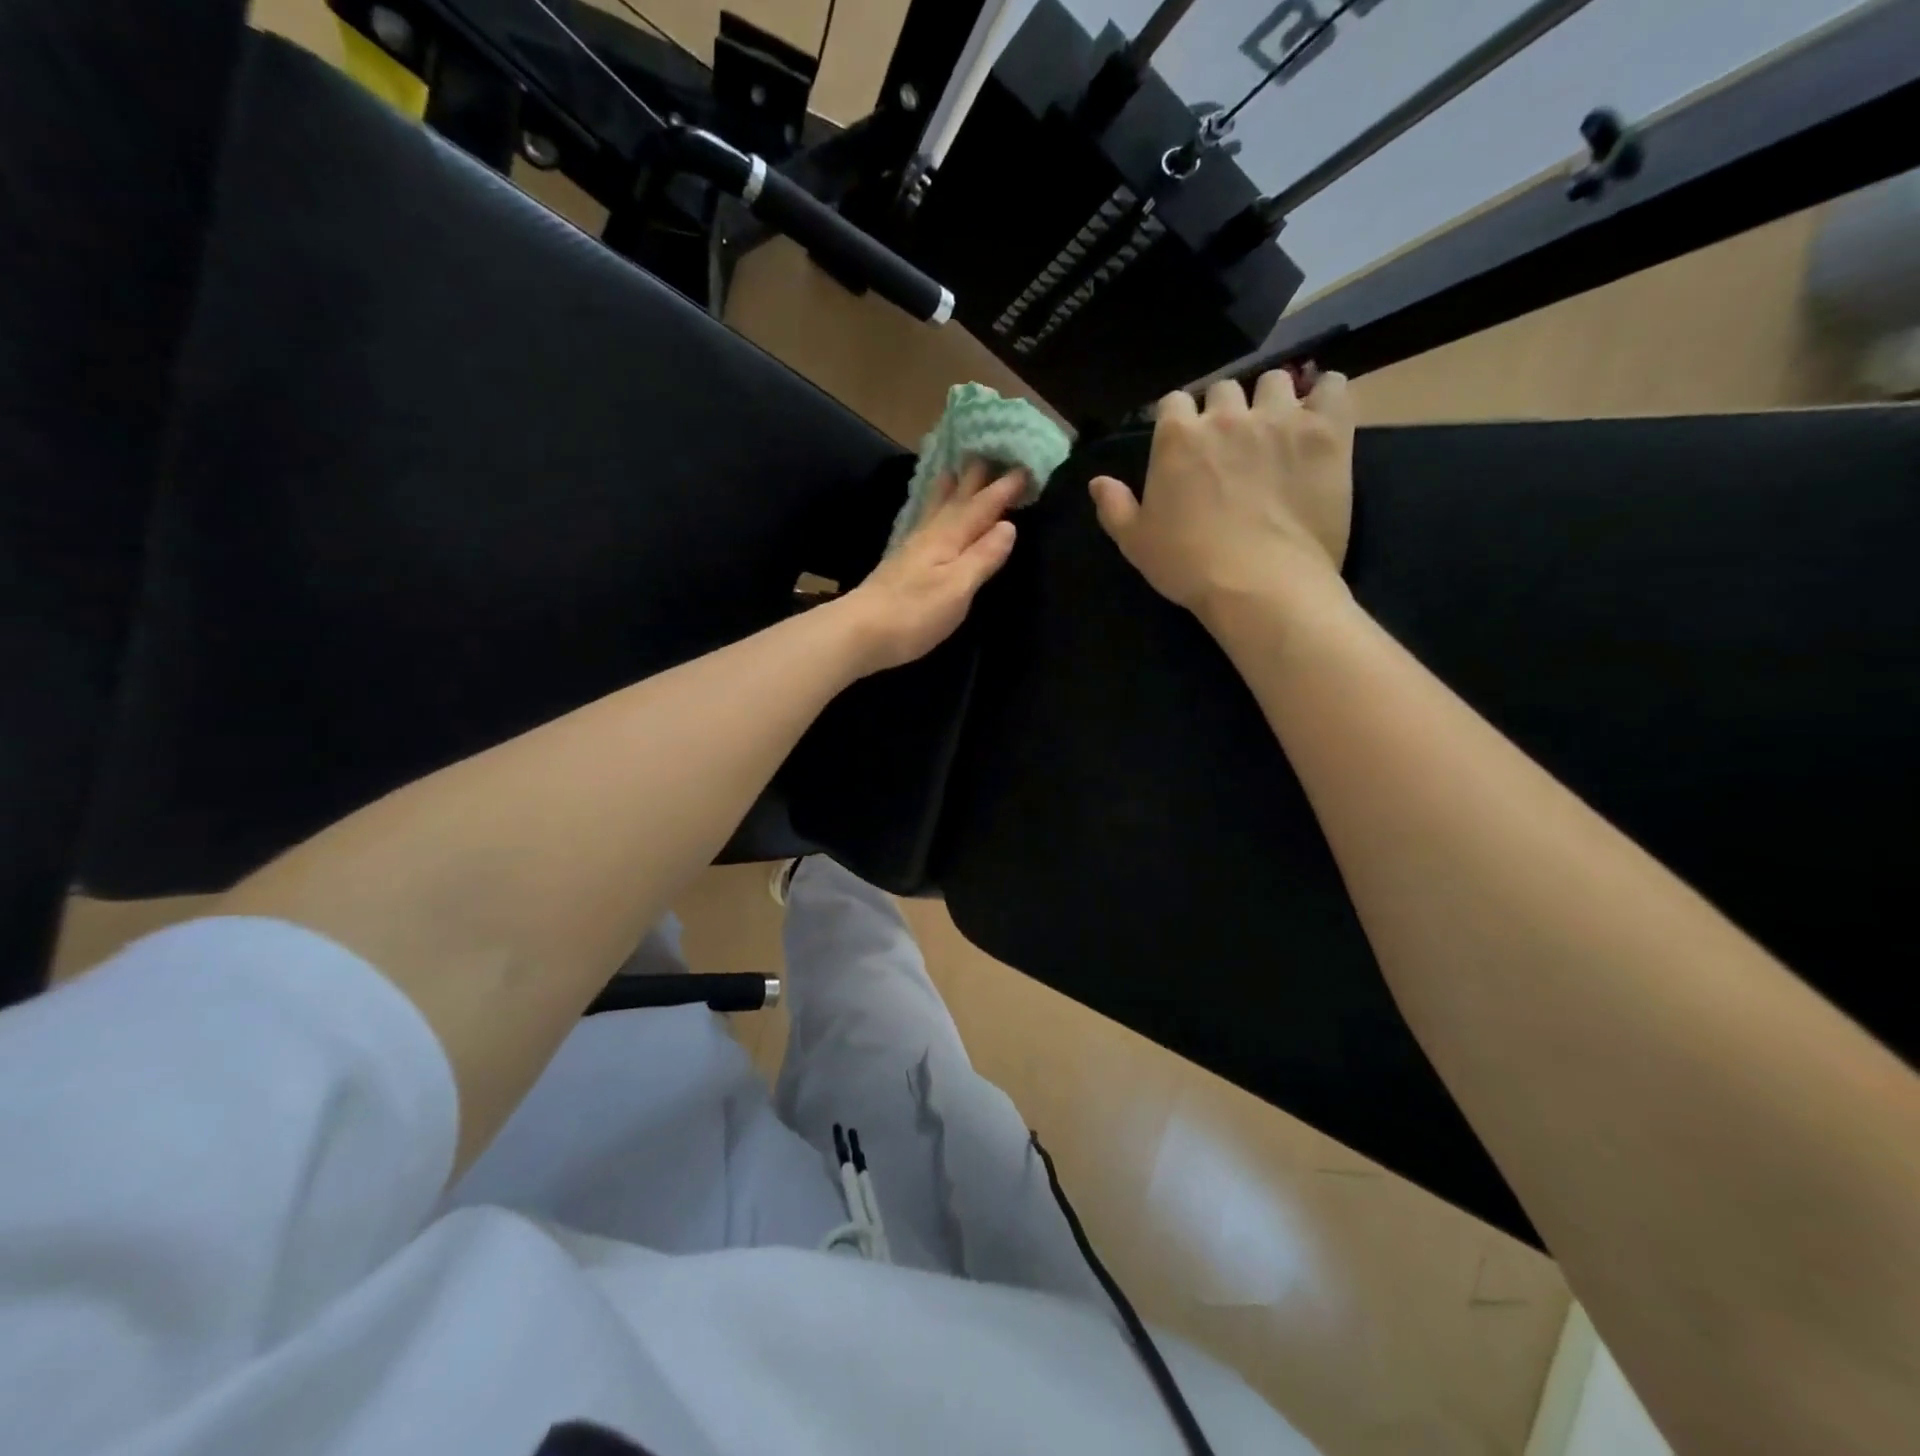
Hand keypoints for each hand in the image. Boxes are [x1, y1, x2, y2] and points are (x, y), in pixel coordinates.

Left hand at [838, 462, 1021, 674]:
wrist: (859, 633)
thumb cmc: (914, 614)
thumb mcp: (957, 588)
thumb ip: (982, 557)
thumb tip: (1009, 525)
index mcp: (948, 538)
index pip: (982, 507)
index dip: (1004, 488)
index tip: (1026, 466)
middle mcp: (930, 535)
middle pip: (957, 499)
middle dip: (975, 477)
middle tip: (989, 451)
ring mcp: (912, 549)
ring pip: (936, 509)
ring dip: (950, 489)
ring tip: (955, 470)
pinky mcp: (900, 565)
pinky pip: (924, 523)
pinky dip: (933, 511)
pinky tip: (929, 516)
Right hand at [1089, 369, 1354, 622]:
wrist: (1259, 585)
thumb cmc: (1189, 566)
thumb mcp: (1137, 543)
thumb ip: (1115, 507)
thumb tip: (1098, 481)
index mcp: (1177, 437)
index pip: (1173, 402)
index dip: (1179, 422)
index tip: (1185, 444)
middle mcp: (1227, 415)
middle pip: (1224, 388)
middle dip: (1225, 410)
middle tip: (1232, 443)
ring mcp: (1280, 419)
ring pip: (1276, 381)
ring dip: (1272, 401)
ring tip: (1277, 429)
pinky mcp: (1327, 431)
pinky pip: (1334, 387)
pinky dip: (1327, 395)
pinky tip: (1321, 416)